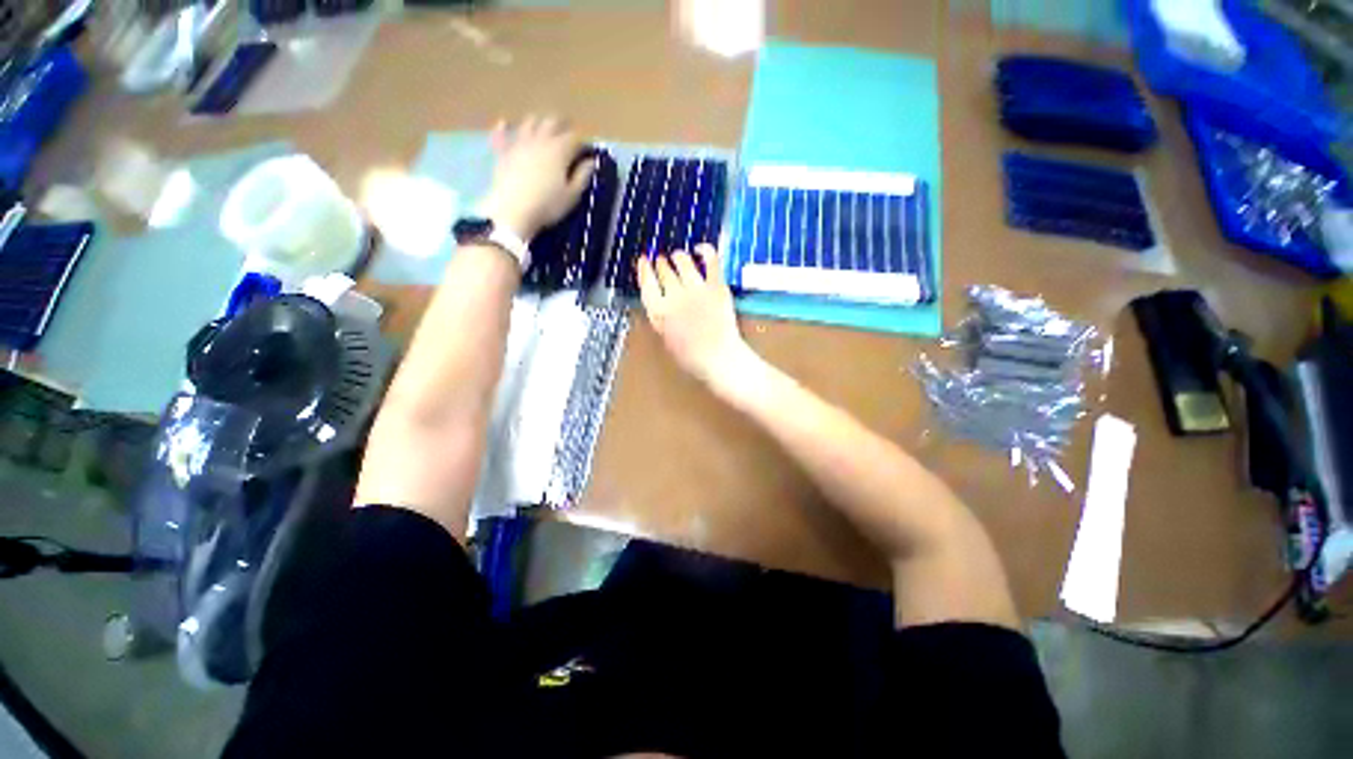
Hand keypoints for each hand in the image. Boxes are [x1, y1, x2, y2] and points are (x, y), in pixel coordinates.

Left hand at [481, 115, 594, 238]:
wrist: (513, 211)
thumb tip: (591, 161)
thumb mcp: (572, 195)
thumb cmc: (548, 206)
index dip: (581, 142)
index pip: (574, 138)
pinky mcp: (502, 152)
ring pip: (529, 123)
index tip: (585, 150)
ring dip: (537, 123)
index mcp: (560, 150)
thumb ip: (582, 176)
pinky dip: (504, 127)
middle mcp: (540, 140)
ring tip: (542, 128)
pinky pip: (501, 134)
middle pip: (552, 122)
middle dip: (561, 124)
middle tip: (567, 130)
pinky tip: (505, 124)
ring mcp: (518, 143)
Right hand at [637, 245, 754, 389]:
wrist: (719, 359)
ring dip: (678, 256)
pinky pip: (710, 259)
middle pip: (663, 269)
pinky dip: (705, 250)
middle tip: (662, 261)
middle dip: (661, 263)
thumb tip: (661, 299)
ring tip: (679, 256)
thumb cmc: (691, 356)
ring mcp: (696, 288)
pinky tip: (701, 249)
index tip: (644, 261)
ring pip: (682, 260)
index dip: (644, 269)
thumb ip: (661, 315)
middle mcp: (674, 295)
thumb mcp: (665, 337)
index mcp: (659, 311)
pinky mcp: (716, 285)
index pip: (646, 282)